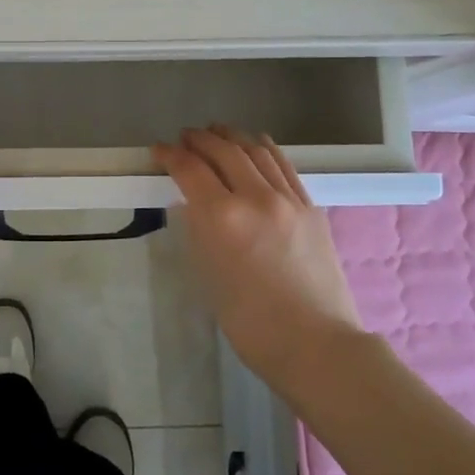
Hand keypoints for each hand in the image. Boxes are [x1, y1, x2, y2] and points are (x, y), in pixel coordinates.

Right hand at [154, 126, 361, 386]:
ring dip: (232, 136)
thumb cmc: (251, 323)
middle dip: (199, 139)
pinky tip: (256, 144)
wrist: (316, 343)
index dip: (170, 155)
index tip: (159, 150)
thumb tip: (195, 205)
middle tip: (185, 137)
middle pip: (223, 151)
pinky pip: (283, 165)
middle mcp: (255, 197)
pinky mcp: (311, 207)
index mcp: (222, 217)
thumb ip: (201, 231)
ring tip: (217, 131)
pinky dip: (264, 148)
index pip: (190, 169)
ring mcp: (288, 199)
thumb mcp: (209, 274)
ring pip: (256, 151)